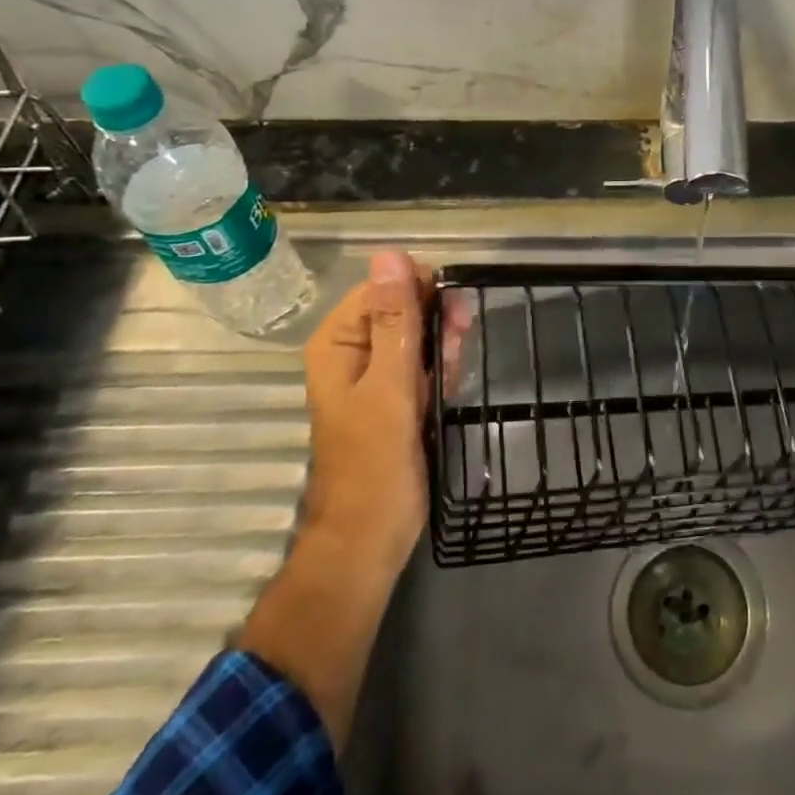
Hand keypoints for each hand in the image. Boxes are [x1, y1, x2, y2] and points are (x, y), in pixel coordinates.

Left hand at [298, 249, 469, 569]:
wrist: (369, 541)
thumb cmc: (376, 465)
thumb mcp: (389, 386)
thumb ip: (394, 320)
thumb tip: (391, 254)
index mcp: (339, 340)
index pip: (386, 284)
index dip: (422, 294)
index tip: (452, 320)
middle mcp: (352, 349)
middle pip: (405, 306)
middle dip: (436, 323)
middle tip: (455, 352)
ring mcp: (375, 373)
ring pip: (419, 333)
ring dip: (443, 348)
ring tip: (449, 380)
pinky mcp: (395, 394)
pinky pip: (423, 361)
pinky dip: (441, 369)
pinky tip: (448, 389)